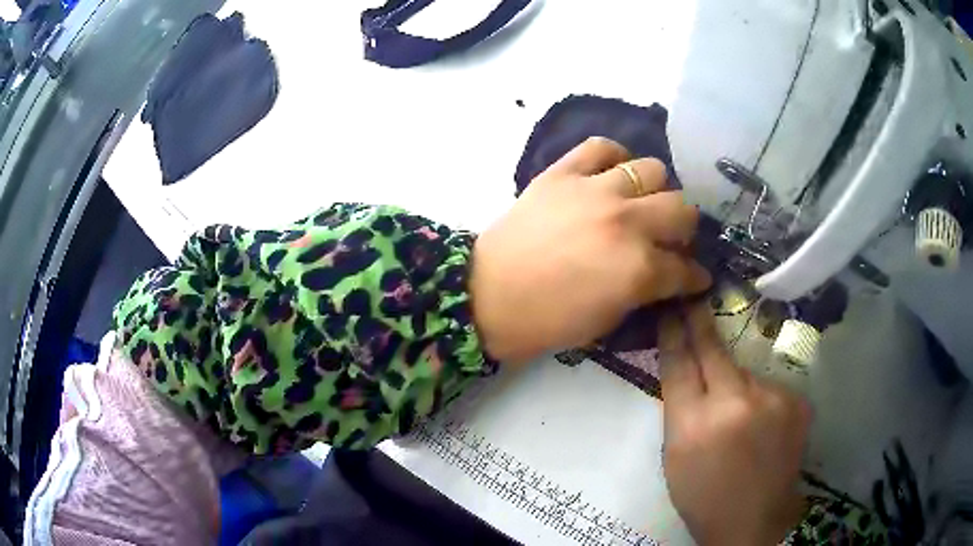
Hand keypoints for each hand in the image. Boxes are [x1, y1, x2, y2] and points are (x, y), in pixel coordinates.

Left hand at [469, 137, 711, 364]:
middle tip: (671, 239)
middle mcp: (627, 222)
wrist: (487, 296)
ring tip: (642, 203)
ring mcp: (595, 191)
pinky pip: (601, 147)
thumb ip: (645, 291)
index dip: (695, 276)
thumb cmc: (548, 320)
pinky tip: (612, 173)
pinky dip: (614, 157)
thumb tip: (666, 275)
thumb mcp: (608, 319)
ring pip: (652, 170)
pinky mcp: (563, 173)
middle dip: (684, 229)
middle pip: (682, 209)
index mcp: (639, 269)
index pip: (686, 268)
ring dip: (655, 190)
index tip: (696, 276)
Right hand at [659, 304, 810, 545]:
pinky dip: (761, 399)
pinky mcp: (797, 401)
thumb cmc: (703, 496)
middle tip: (694, 301)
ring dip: (736, 383)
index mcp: (693, 424)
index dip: (673, 332)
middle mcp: (734, 403)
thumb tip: (686, 366)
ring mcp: (772, 399)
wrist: (753, 522)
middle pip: (713, 351)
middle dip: (700, 324)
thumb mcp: (675, 456)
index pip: (679, 363)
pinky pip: (768, 387)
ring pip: (744, 372)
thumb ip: (680, 408)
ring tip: (738, 416)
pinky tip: (761, 426)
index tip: (671, 307)